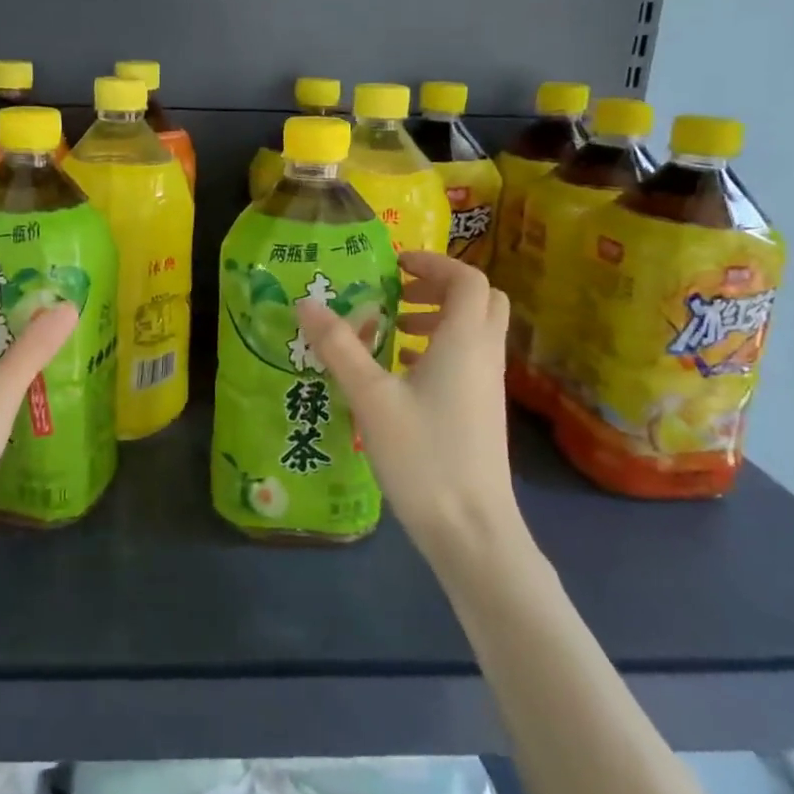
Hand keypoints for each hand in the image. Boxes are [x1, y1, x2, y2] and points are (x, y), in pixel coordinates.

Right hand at [296, 251, 523, 562]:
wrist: (472, 530)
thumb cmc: (423, 455)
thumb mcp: (370, 397)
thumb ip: (339, 346)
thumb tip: (305, 303)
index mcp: (464, 341)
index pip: (467, 279)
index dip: (434, 262)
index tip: (394, 266)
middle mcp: (484, 355)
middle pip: (480, 300)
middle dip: (440, 287)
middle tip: (398, 293)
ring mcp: (488, 385)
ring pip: (475, 330)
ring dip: (438, 317)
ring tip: (393, 330)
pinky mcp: (483, 410)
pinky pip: (468, 358)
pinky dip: (440, 348)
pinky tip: (402, 372)